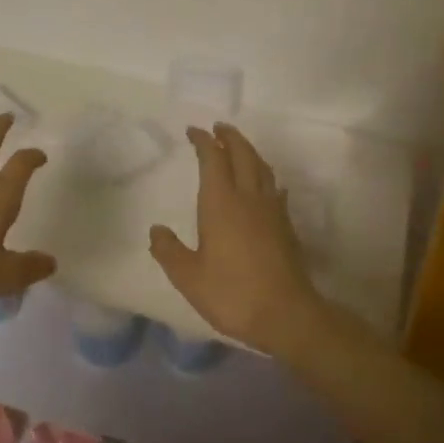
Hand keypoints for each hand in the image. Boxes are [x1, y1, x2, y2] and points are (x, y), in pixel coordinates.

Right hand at [148, 123, 321, 352]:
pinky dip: (266, 177)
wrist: (287, 314)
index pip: (213, 159)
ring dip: (249, 151)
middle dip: (230, 137)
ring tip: (239, 148)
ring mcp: (272, 210)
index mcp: (221, 203)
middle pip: (242, 154)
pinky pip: (275, 189)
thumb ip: (169, 251)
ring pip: (262, 168)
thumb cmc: (232, 293)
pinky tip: (266, 185)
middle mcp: (248, 198)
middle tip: (219, 128)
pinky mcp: (286, 226)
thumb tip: (156, 230)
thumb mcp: (188, 277)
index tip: (194, 131)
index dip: (204, 141)